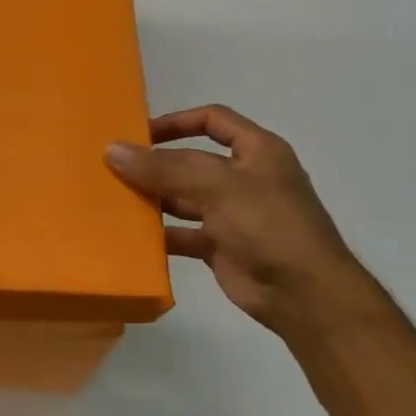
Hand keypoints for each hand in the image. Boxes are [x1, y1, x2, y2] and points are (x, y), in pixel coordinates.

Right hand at [106, 104, 378, 333]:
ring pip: (184, 198)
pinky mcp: (221, 247)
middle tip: (113, 168)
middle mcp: (244, 179)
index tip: (139, 133)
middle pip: (191, 162)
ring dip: (154, 199)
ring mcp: (232, 215)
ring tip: (115, 199)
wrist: (303, 294)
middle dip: (155, 164)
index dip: (177, 122)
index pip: (213, 121)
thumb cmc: (268, 224)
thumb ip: (163, 168)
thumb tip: (112, 149)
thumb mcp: (217, 186)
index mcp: (257, 152)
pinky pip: (183, 234)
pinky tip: (131, 235)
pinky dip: (160, 235)